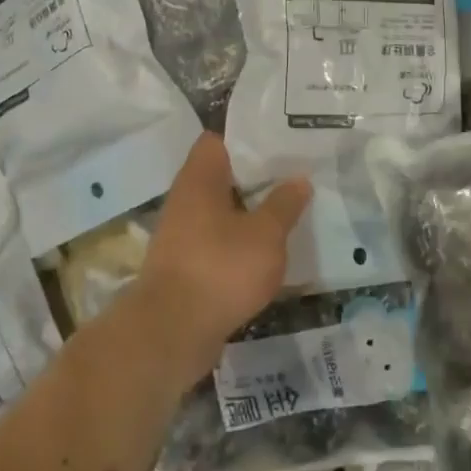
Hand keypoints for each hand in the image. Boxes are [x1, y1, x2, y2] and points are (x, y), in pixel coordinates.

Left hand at [132, 134, 311, 372]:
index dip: (248, 138)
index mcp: (199, 179)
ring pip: (221, 210)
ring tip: (289, 209)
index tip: (281, 142)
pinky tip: (268, 249)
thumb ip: (284, 204)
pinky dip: (240, 241)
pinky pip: (217, 240)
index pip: (218, 140)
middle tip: (295, 174)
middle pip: (222, 175)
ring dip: (250, 211)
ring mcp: (182, 234)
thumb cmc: (220, 269)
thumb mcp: (266, 235)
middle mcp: (185, 199)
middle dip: (256, 176)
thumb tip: (299, 179)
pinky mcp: (185, 265)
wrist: (171, 332)